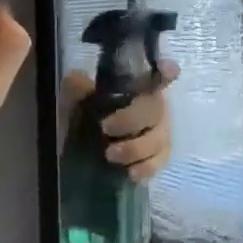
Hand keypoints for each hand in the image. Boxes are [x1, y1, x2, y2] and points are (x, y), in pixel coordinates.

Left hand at [61, 60, 179, 180]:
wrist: (84, 149)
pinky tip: (130, 173)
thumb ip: (77, 87)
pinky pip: (160, 162)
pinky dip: (147, 167)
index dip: (165, 72)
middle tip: (105, 128)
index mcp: (138, 87)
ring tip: (109, 155)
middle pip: (155, 108)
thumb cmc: (86, 116)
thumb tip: (77, 79)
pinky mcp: (158, 158)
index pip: (158, 75)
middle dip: (131, 119)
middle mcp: (154, 106)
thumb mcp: (76, 100)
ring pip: (159, 138)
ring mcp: (160, 132)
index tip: (166, 69)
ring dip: (135, 147)